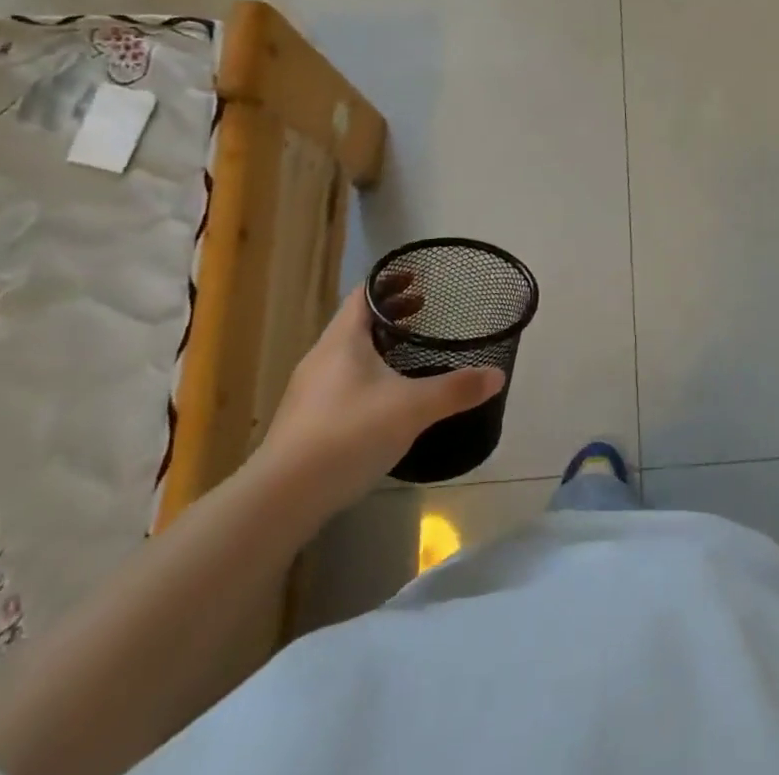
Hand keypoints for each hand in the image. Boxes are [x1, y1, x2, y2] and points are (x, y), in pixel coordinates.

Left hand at [255, 280, 504, 520]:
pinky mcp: (304, 423)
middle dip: (390, 314)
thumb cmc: (348, 434)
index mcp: (343, 340)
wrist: (281, 499)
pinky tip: (384, 401)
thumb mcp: (412, 408)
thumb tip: (497, 375)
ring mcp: (308, 392)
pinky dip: (365, 376)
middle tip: (424, 311)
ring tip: (408, 354)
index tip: (419, 280)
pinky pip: (340, 383)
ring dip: (377, 346)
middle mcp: (322, 358)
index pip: (364, 294)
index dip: (390, 282)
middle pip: (357, 322)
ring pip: (347, 355)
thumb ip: (456, 389)